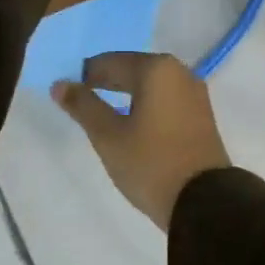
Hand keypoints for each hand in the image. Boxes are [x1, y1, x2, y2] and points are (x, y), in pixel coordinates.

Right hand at [52, 53, 229, 231]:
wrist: (204, 202)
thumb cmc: (150, 163)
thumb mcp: (108, 136)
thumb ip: (83, 106)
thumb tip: (60, 84)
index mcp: (157, 69)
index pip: (110, 61)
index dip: (85, 74)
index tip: (66, 90)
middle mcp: (180, 72)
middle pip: (133, 68)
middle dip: (106, 81)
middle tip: (80, 100)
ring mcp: (195, 93)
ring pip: (151, 84)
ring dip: (126, 93)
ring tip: (102, 112)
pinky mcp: (202, 114)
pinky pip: (166, 98)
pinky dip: (146, 104)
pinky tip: (132, 122)